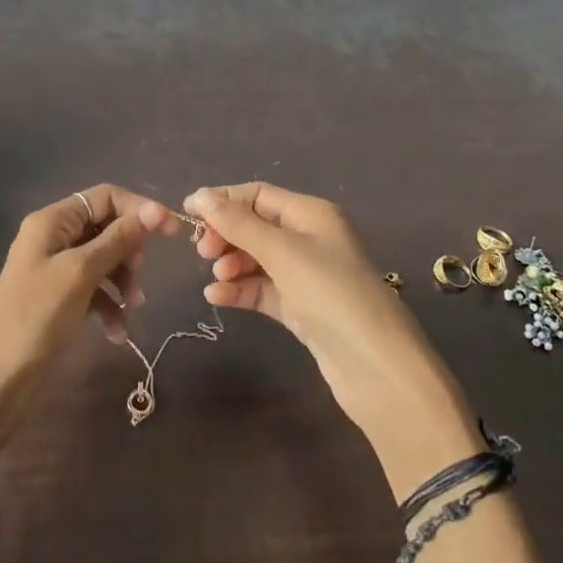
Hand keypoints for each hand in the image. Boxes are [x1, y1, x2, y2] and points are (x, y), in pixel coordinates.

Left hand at [0, 185, 177, 401]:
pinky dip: (110, 306)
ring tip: (133, 308)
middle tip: (139, 277)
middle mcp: (54, 237)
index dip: (139, 210)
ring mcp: (56, 269)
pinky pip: (95, 290)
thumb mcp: (81, 273)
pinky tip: (117, 333)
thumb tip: (156, 210)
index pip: (105, 197)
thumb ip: (119, 240)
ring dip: (124, 281)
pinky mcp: (60, 298)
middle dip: (129, 251)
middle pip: (107, 228)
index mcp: (53, 221)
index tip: (171, 233)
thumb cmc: (36, 317)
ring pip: (105, 260)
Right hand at [185, 183, 465, 437]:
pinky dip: (240, 289)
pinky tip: (217, 297)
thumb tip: (200, 194)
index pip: (258, 195)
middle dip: (226, 234)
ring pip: (256, 258)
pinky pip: (262, 289)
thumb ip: (238, 223)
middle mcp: (310, 238)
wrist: (375, 367)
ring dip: (231, 263)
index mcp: (312, 214)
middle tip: (202, 252)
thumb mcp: (282, 251)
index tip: (186, 213)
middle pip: (255, 225)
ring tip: (216, 277)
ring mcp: (306, 275)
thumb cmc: (330, 294)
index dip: (223, 201)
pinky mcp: (301, 308)